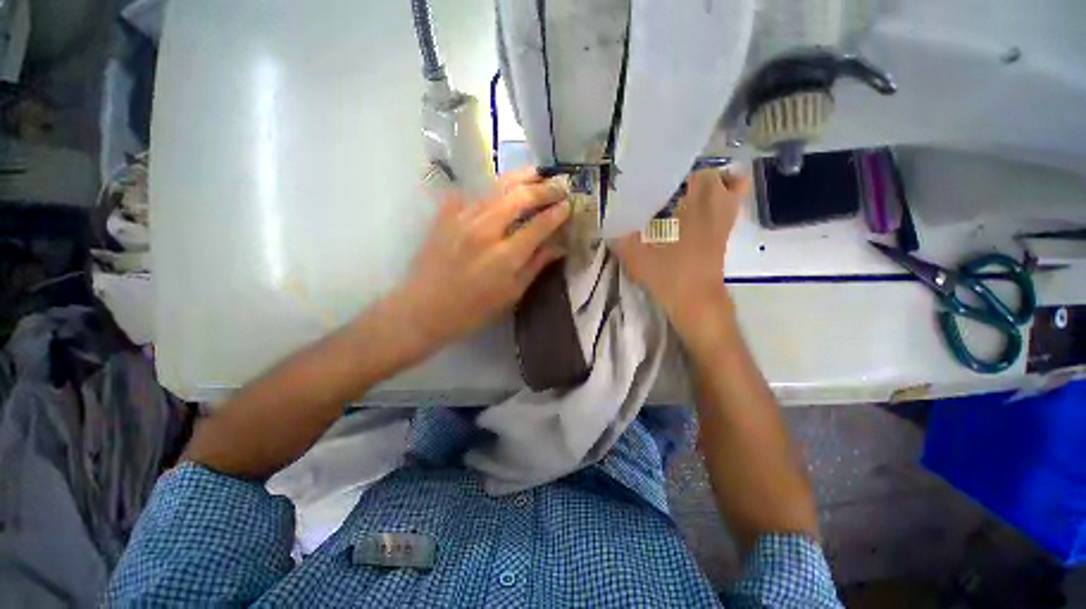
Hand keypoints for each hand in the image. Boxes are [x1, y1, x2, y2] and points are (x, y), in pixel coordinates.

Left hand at [391, 167, 570, 353]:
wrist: (424, 308)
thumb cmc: (473, 309)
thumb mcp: (511, 294)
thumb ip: (535, 266)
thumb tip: (558, 246)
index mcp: (505, 256)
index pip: (539, 225)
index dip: (557, 212)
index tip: (569, 205)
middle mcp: (485, 230)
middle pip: (519, 197)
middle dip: (544, 188)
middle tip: (559, 186)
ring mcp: (462, 218)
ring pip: (496, 188)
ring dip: (521, 178)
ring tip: (537, 172)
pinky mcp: (446, 215)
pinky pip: (472, 193)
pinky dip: (489, 188)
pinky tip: (499, 187)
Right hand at [611, 169, 749, 321]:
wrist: (697, 304)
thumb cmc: (671, 278)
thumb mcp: (640, 260)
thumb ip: (624, 242)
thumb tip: (610, 230)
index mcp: (697, 212)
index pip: (703, 176)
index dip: (688, 169)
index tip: (668, 171)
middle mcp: (716, 213)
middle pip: (726, 180)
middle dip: (704, 175)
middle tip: (678, 181)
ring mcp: (724, 226)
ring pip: (734, 195)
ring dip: (717, 187)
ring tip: (690, 191)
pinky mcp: (724, 239)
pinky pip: (729, 212)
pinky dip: (720, 204)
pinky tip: (696, 212)